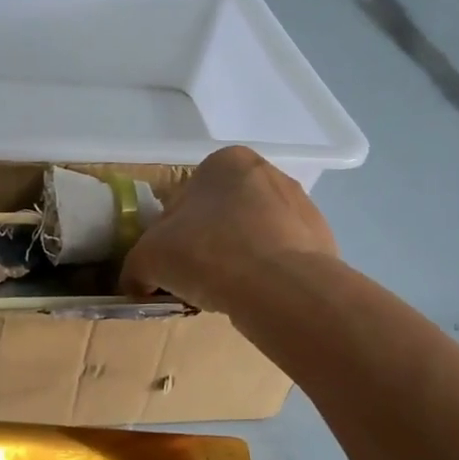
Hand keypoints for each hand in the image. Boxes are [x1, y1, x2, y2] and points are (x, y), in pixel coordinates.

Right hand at [122, 145, 337, 313]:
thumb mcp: (148, 258)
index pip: (186, 197)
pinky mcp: (323, 240)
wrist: (281, 287)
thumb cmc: (207, 253)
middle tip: (194, 277)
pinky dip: (266, 274)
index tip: (169, 261)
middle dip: (207, 242)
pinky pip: (282, 257)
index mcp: (224, 162)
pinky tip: (255, 297)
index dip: (171, 232)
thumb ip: (135, 266)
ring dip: (237, 258)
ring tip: (225, 293)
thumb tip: (136, 281)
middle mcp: (267, 172)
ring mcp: (301, 206)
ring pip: (254, 234)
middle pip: (222, 213)